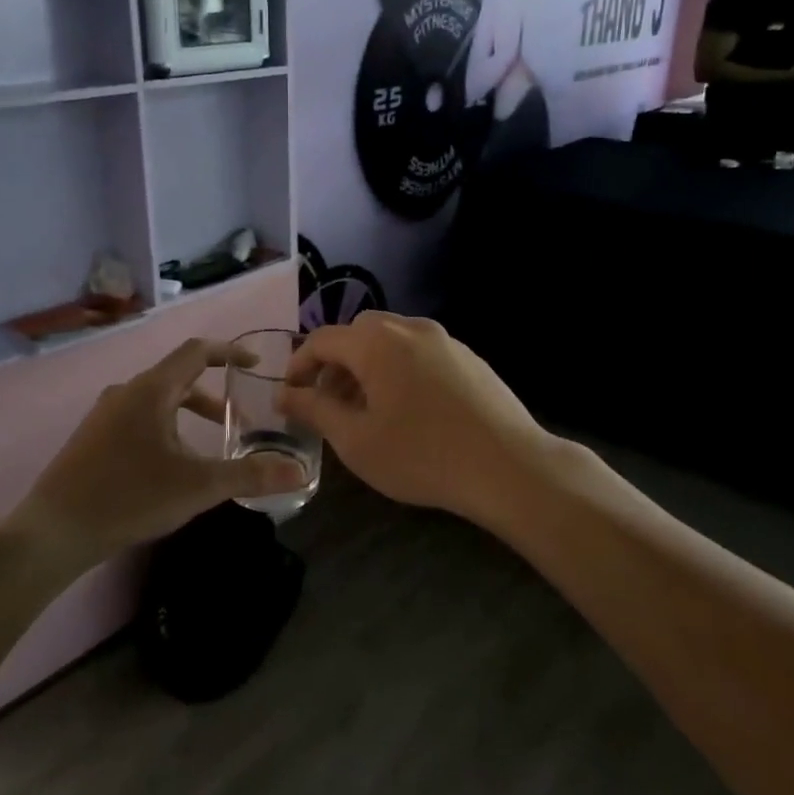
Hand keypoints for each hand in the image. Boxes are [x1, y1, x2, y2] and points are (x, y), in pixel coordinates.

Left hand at [12, 339, 310, 568]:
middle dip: (212, 393)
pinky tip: (170, 464)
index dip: (229, 352)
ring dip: (188, 413)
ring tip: (209, 443)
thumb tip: (298, 472)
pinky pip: (138, 418)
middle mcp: (126, 392)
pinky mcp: (92, 438)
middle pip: (178, 376)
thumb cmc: (129, 497)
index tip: (255, 364)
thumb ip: (250, 476)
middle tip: (238, 417)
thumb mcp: (198, 487)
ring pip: (157, 400)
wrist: (53, 531)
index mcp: (151, 390)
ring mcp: (104, 414)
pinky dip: (165, 426)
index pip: (197, 351)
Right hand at [279, 313, 554, 522]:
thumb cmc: (422, 456)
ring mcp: (445, 340)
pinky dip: (399, 369)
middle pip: (358, 332)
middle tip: (328, 402)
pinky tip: (408, 409)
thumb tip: (285, 394)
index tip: (290, 396)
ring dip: (367, 365)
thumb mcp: (356, 440)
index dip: (299, 365)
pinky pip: (419, 352)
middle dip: (335, 362)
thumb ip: (315, 409)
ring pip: (391, 340)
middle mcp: (410, 328)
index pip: (322, 339)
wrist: (508, 466)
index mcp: (377, 342)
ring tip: (366, 408)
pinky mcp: (469, 357)